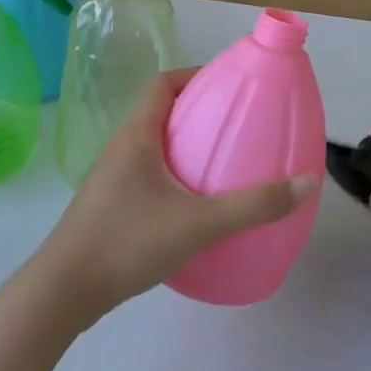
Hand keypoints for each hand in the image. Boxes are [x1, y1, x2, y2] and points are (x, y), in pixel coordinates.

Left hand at [38, 68, 321, 316]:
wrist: (62, 294)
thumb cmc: (126, 242)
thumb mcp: (198, 224)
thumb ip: (253, 205)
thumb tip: (308, 182)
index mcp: (136, 136)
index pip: (163, 84)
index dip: (195, 75)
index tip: (229, 84)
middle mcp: (121, 149)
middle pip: (161, 113)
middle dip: (199, 112)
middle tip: (237, 124)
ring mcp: (112, 179)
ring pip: (154, 147)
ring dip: (186, 146)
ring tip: (224, 162)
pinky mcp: (110, 207)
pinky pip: (148, 175)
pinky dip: (175, 176)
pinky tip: (197, 205)